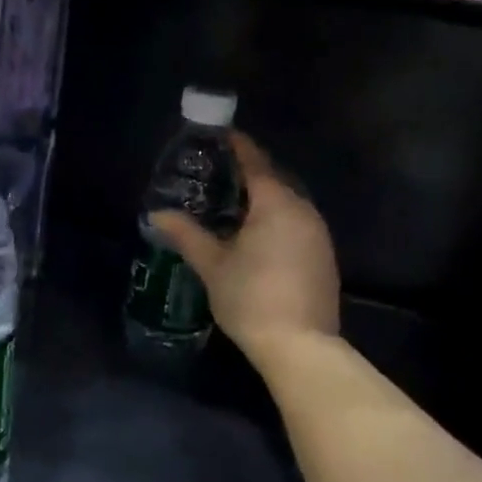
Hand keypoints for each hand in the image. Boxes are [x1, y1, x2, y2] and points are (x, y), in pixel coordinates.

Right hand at [152, 132, 339, 358]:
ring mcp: (318, 234)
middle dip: (251, 172)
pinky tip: (260, 235)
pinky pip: (298, 222)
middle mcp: (303, 210)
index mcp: (276, 204)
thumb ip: (186, 234)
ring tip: (236, 202)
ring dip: (266, 197)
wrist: (300, 346)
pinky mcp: (325, 256)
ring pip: (289, 203)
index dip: (239, 146)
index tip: (222, 135)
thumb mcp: (212, 265)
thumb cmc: (251, 297)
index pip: (256, 163)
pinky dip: (278, 218)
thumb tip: (157, 214)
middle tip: (221, 171)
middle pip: (276, 180)